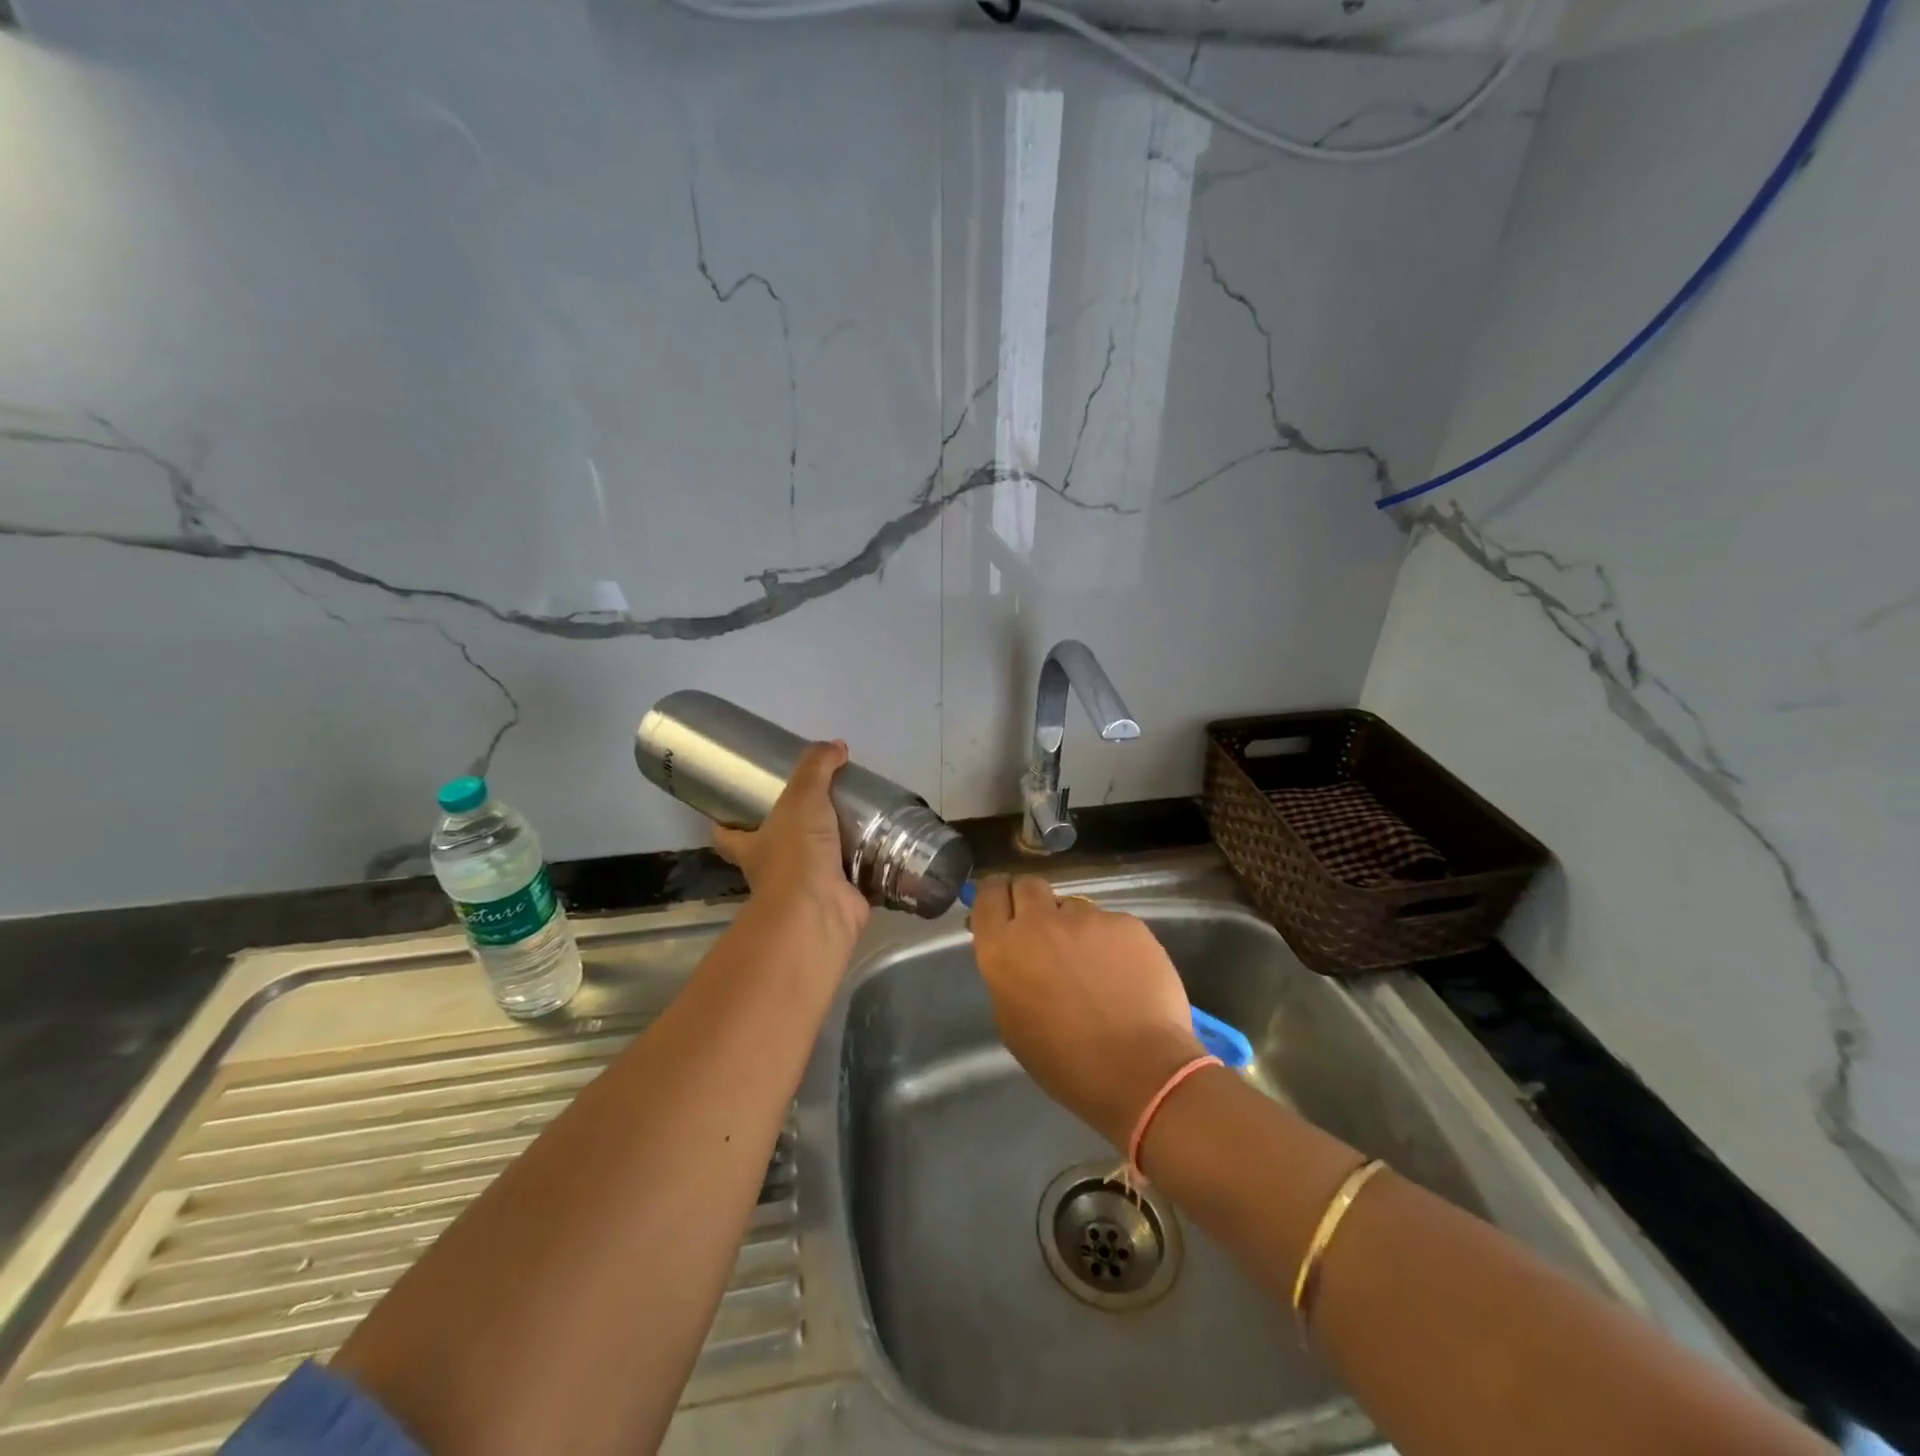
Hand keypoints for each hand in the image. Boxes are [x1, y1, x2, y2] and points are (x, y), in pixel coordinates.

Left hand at [713, 741, 868, 947]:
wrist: (820, 909)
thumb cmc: (796, 854)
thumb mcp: (802, 798)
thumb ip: (817, 768)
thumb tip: (835, 746)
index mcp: (752, 847)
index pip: (727, 833)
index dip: (726, 820)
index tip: (735, 804)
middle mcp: (773, 870)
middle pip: (773, 847)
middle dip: (790, 831)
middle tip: (816, 804)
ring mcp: (805, 889)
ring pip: (814, 863)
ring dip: (831, 847)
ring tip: (856, 818)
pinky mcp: (837, 898)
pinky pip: (851, 877)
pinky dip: (863, 865)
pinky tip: (881, 845)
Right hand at [969, 876, 1203, 1149]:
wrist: (1140, 1069)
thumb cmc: (1066, 1062)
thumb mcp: (1013, 1022)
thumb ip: (1007, 975)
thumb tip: (1015, 952)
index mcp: (1003, 949)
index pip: (988, 894)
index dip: (995, 896)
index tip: (1002, 906)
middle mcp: (1040, 922)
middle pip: (1027, 885)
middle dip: (1031, 901)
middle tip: (1042, 930)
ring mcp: (1086, 918)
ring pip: (1072, 906)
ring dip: (1073, 927)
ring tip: (1092, 965)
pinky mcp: (1125, 922)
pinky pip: (1109, 924)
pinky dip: (1111, 942)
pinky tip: (1123, 974)